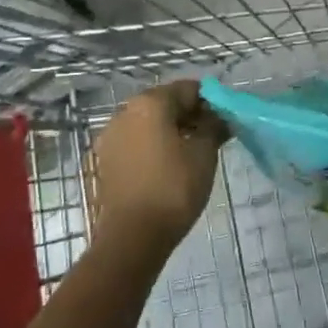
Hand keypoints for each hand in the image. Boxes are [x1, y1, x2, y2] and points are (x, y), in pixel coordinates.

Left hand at [90, 81, 226, 255]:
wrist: (131, 238)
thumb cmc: (173, 189)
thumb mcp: (204, 155)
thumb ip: (213, 127)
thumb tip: (220, 116)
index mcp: (150, 102)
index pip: (188, 89)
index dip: (210, 103)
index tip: (223, 123)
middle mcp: (125, 110)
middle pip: (165, 102)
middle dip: (189, 116)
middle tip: (209, 139)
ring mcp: (111, 135)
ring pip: (148, 122)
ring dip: (169, 131)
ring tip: (189, 155)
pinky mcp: (105, 158)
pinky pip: (135, 141)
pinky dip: (152, 145)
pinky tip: (166, 167)